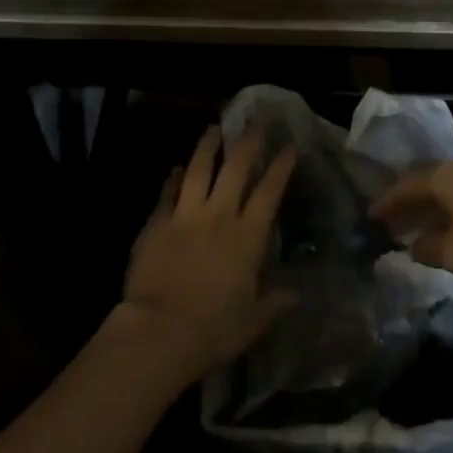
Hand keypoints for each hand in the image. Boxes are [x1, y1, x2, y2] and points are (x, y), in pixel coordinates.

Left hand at [118, 127, 296, 378]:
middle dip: (247, 143)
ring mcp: (185, 217)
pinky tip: (177, 168)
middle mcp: (219, 217)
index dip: (280, 167)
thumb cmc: (214, 329)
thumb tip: (296, 294)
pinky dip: (173, 178)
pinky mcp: (156, 224)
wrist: (160, 331)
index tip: (288, 146)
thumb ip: (274, 302)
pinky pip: (167, 194)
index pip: (269, 193)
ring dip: (207, 147)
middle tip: (254, 121)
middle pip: (235, 170)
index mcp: (247, 238)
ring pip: (198, 171)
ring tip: (213, 127)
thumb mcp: (253, 321)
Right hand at [370, 160, 452, 281]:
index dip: (387, 203)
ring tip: (422, 227)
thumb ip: (429, 249)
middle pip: (428, 184)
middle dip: (409, 204)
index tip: (370, 216)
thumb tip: (413, 245)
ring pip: (451, 189)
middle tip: (392, 223)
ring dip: (434, 207)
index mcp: (445, 177)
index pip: (406, 186)